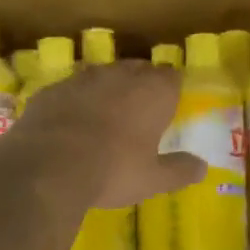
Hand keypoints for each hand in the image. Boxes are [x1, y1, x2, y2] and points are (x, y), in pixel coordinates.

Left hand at [6, 61, 204, 208]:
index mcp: (152, 91)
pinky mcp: (51, 90)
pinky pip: (70, 90)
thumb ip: (179, 170)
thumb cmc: (112, 171)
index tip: (169, 108)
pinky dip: (75, 102)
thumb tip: (202, 167)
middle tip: (139, 114)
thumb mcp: (152, 179)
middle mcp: (119, 75)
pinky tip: (70, 125)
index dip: (171, 90)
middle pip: (138, 70)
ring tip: (105, 118)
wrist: (47, 168)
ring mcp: (82, 78)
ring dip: (107, 91)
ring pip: (102, 76)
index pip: (172, 76)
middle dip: (141, 86)